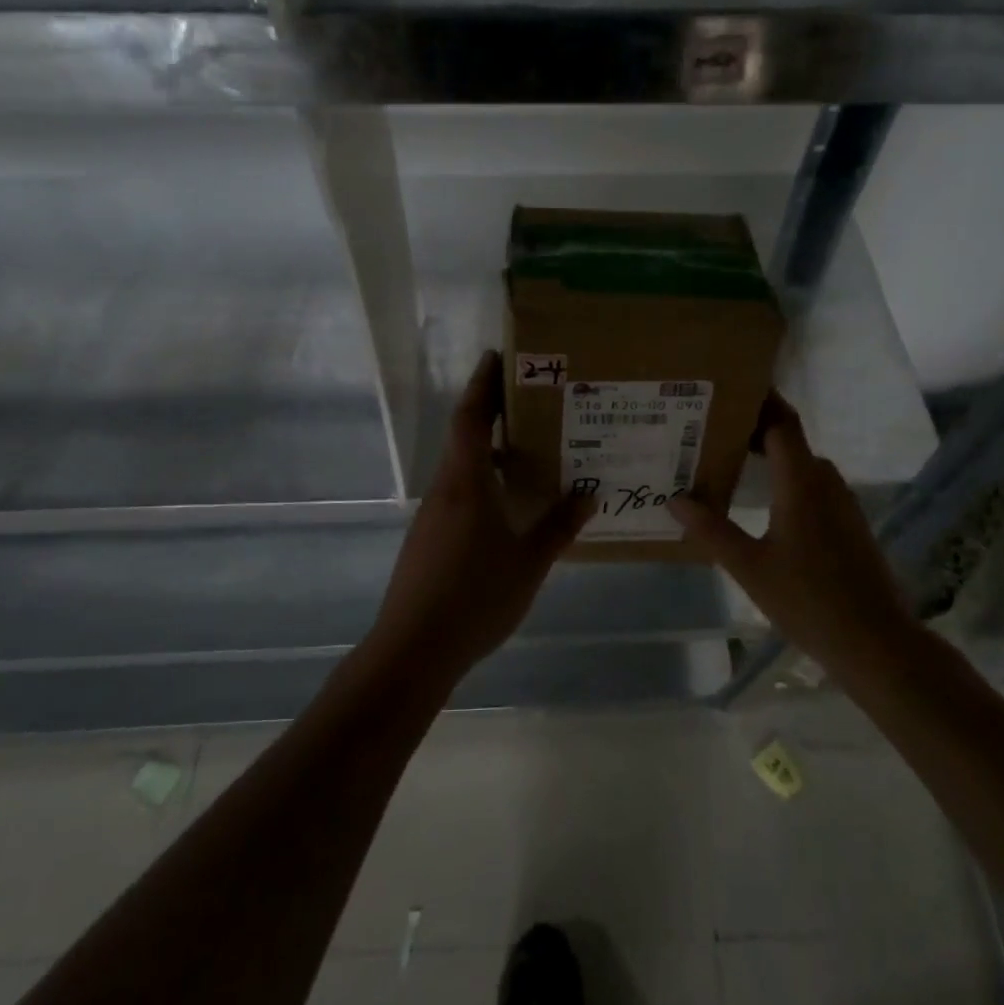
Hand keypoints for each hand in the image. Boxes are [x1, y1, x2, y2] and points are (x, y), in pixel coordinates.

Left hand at [370, 351, 593, 679]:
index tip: (496, 356)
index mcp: (467, 483)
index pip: (470, 417)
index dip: (482, 384)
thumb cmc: (476, 597)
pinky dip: (483, 483)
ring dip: (489, 451)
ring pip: (462, 468)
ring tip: (528, 451)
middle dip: (491, 413)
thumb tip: (588, 494)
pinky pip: (459, 494)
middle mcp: (445, 489)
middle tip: (530, 401)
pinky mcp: (429, 539)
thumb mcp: (529, 562)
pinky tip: (508, 505)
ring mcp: (432, 515)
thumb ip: (558, 526)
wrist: (414, 648)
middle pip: (464, 437)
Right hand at [669, 393, 910, 664]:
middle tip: (712, 428)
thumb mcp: (749, 567)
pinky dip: (785, 480)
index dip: (761, 400)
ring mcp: (842, 504)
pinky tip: (763, 502)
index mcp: (802, 483)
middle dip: (754, 428)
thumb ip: (710, 530)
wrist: (876, 642)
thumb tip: (675, 498)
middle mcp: (826, 483)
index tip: (730, 386)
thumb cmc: (808, 600)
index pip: (782, 423)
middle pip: (790, 440)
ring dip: (771, 456)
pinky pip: (812, 487)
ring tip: (730, 460)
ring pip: (802, 465)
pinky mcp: (849, 525)